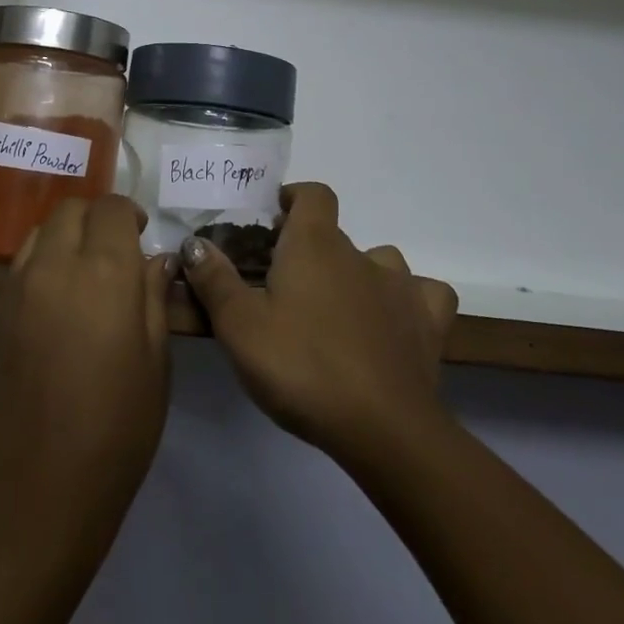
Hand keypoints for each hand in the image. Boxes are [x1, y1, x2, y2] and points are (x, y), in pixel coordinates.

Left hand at [0, 194, 174, 542]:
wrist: (36, 493)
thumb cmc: (115, 430)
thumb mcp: (155, 362)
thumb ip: (153, 298)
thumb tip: (156, 260)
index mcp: (103, 273)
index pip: (111, 209)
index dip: (130, 214)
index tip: (143, 236)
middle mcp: (54, 265)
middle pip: (71, 209)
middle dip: (98, 216)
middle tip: (119, 249)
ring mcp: (18, 287)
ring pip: (42, 229)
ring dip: (68, 234)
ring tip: (88, 271)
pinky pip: (23, 261)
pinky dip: (44, 258)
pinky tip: (61, 298)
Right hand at [180, 183, 457, 469]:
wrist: (382, 428)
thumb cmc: (301, 367)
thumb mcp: (240, 327)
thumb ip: (214, 280)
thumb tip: (195, 243)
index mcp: (315, 244)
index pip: (313, 194)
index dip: (294, 199)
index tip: (274, 221)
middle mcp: (361, 253)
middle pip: (335, 235)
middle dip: (312, 252)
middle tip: (287, 289)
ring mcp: (401, 286)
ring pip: (380, 262)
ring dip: (359, 276)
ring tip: (337, 311)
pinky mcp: (428, 322)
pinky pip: (423, 296)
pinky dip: (408, 303)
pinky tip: (393, 324)